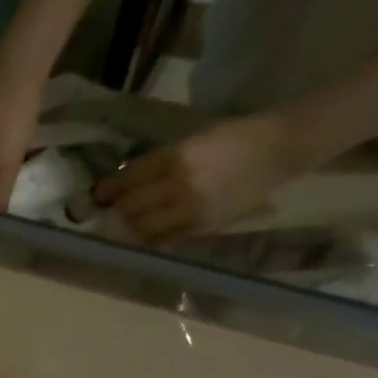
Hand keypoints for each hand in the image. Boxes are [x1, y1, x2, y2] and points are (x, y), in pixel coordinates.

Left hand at [93, 112, 300, 242]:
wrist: (279, 149)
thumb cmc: (234, 137)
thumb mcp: (193, 140)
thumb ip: (161, 161)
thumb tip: (130, 179)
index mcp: (176, 157)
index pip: (129, 179)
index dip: (109, 190)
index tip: (98, 195)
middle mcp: (179, 186)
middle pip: (131, 208)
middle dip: (116, 212)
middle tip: (109, 213)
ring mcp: (190, 210)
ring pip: (144, 230)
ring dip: (131, 229)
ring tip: (126, 226)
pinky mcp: (202, 228)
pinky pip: (166, 240)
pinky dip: (152, 239)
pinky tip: (148, 235)